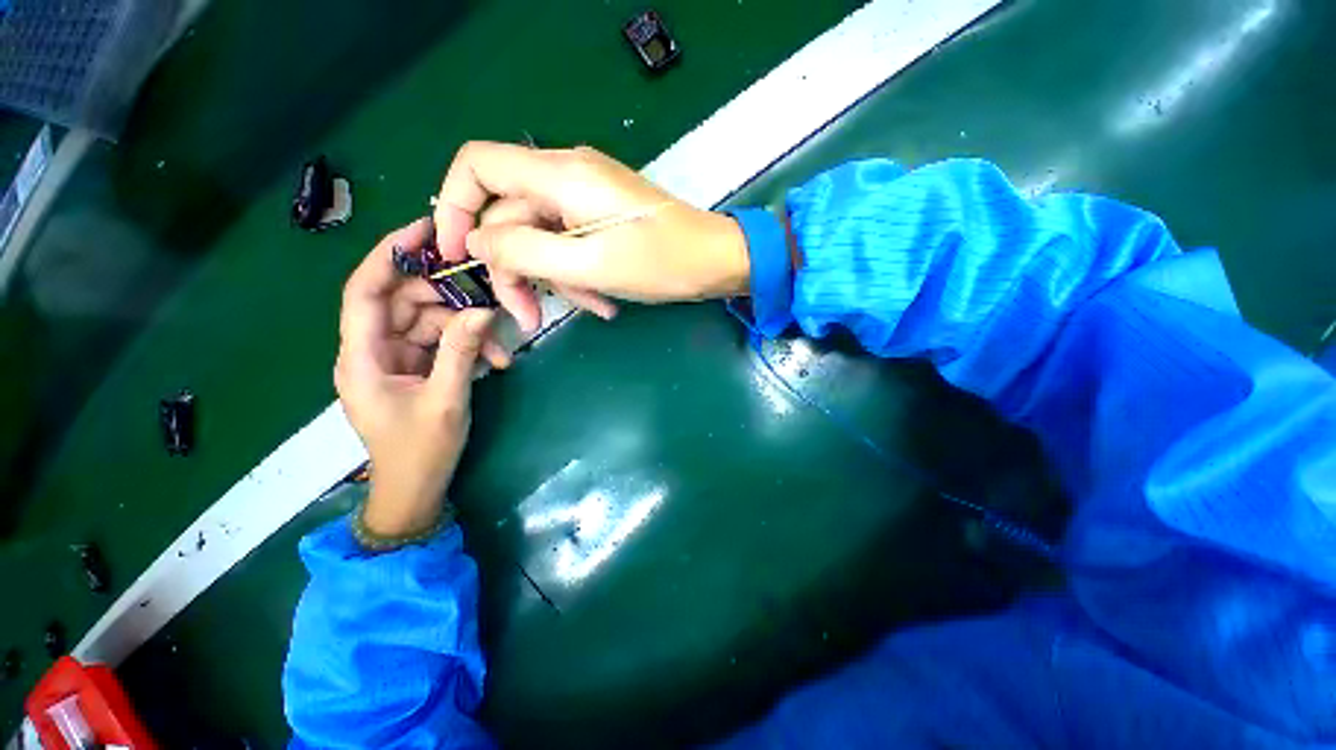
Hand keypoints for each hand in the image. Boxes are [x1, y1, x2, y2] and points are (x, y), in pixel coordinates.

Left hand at [334, 219, 504, 535]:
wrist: (415, 489)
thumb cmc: (420, 451)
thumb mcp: (446, 400)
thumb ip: (461, 352)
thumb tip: (481, 311)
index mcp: (361, 357)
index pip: (364, 292)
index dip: (389, 255)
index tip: (423, 229)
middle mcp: (372, 350)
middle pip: (405, 303)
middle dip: (449, 300)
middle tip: (489, 299)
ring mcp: (395, 359)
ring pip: (429, 322)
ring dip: (467, 330)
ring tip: (501, 350)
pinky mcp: (415, 368)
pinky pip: (441, 343)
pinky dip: (467, 346)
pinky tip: (495, 361)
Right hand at [432, 142, 750, 331]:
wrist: (716, 261)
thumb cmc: (662, 262)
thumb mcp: (590, 264)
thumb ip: (525, 252)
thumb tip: (475, 244)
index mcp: (560, 175)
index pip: (477, 165)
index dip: (454, 208)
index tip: (457, 257)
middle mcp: (567, 177)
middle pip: (510, 218)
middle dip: (517, 272)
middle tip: (529, 318)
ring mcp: (586, 199)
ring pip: (542, 239)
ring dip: (556, 280)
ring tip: (591, 308)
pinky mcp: (601, 219)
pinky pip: (571, 246)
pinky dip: (580, 276)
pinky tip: (604, 302)